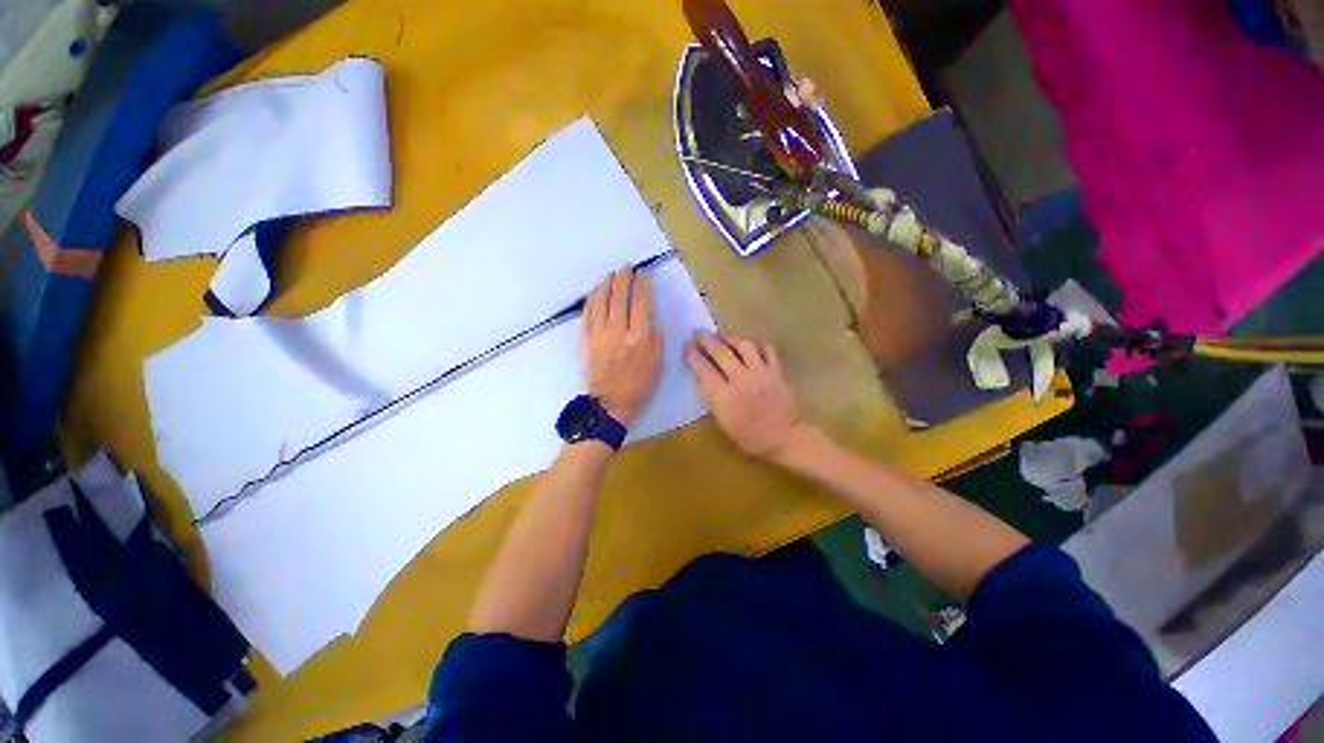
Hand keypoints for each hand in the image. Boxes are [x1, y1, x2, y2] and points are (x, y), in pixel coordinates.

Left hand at [582, 269, 661, 425]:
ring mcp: (599, 334)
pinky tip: (595, 292)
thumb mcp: (656, 361)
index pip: (641, 302)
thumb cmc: (639, 384)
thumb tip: (648, 312)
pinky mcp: (585, 340)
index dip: (642, 285)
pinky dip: (592, 299)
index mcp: (640, 337)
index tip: (643, 274)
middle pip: (619, 297)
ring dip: (606, 285)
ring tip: (611, 275)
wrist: (610, 403)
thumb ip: (653, 334)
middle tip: (626, 268)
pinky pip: (587, 314)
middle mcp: (618, 331)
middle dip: (623, 279)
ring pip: (601, 302)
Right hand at [685, 332, 807, 459]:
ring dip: (729, 337)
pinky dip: (756, 343)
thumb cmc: (750, 436)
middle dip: (707, 340)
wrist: (784, 437)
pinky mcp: (776, 370)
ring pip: (743, 345)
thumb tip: (702, 378)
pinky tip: (749, 343)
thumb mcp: (723, 422)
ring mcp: (761, 372)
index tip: (687, 347)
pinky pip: (766, 349)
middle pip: (721, 352)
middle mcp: (741, 379)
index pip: (704, 369)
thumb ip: (712, 398)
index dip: (693, 356)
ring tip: (721, 334)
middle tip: (698, 334)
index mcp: (724, 396)